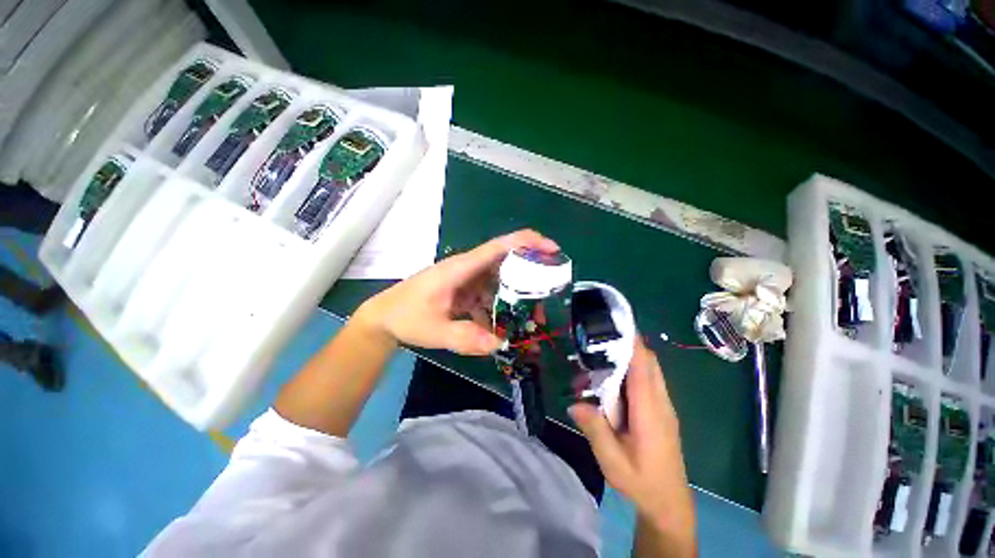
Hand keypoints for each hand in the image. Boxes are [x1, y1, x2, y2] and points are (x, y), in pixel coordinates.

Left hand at [357, 230, 559, 355]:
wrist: (383, 318)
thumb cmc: (406, 316)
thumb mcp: (435, 330)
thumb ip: (466, 337)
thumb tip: (500, 344)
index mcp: (461, 268)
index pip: (499, 246)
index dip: (527, 243)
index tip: (552, 250)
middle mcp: (468, 269)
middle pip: (505, 263)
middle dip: (529, 276)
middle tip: (548, 296)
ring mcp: (467, 280)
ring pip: (500, 282)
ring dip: (516, 297)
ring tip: (531, 318)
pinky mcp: (465, 291)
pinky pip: (488, 296)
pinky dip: (499, 309)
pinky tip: (502, 328)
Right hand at [569, 339, 694, 534]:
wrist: (669, 502)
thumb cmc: (641, 482)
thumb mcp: (613, 462)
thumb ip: (595, 431)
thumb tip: (574, 404)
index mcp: (650, 413)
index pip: (644, 369)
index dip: (633, 345)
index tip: (617, 325)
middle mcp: (661, 403)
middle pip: (650, 363)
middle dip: (630, 345)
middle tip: (602, 336)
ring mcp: (664, 406)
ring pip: (651, 370)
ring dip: (632, 356)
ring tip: (604, 352)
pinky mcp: (662, 410)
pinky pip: (650, 380)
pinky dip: (634, 369)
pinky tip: (613, 377)